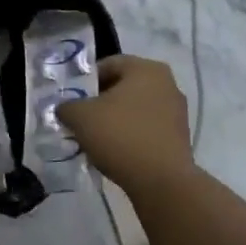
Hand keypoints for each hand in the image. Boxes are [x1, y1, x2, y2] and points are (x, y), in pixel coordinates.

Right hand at [56, 54, 195, 196]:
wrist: (161, 180)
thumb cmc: (120, 136)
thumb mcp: (80, 117)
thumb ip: (67, 106)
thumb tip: (65, 109)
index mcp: (146, 69)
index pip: (109, 64)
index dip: (86, 80)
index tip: (72, 99)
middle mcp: (167, 83)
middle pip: (124, 86)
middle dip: (100, 101)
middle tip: (80, 119)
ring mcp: (177, 110)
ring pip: (136, 108)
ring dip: (115, 119)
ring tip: (96, 138)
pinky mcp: (180, 136)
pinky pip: (147, 128)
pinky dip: (130, 135)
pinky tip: (116, 151)